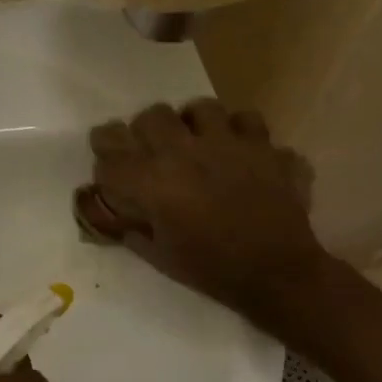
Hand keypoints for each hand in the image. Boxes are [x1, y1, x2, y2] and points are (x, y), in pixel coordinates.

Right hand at [78, 100, 324, 323]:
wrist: (277, 273)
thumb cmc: (211, 269)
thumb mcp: (158, 256)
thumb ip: (131, 227)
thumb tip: (116, 213)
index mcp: (153, 182)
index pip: (110, 149)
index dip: (104, 152)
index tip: (109, 163)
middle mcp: (186, 152)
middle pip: (152, 116)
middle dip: (145, 131)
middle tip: (153, 151)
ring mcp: (228, 143)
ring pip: (201, 108)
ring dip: (194, 123)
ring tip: (198, 141)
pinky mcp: (263, 146)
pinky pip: (247, 121)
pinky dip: (240, 132)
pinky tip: (239, 149)